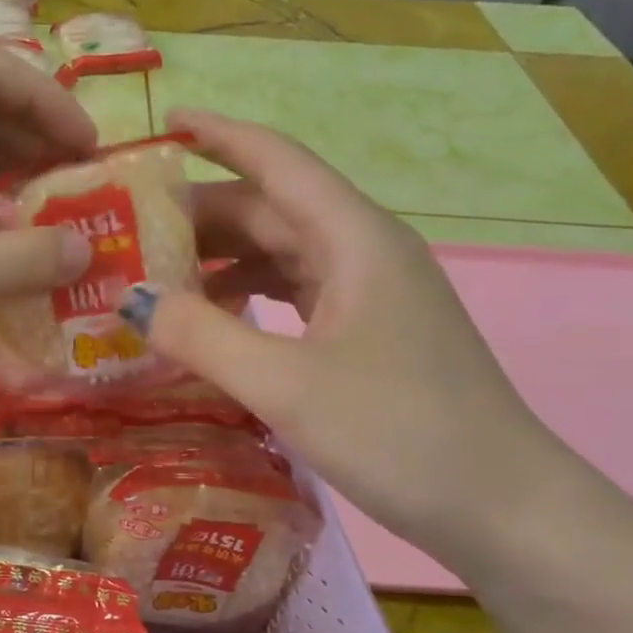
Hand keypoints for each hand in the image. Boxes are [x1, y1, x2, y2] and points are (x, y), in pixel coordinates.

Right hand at [131, 111, 569, 559]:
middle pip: (271, 210)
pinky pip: (293, 296)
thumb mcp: (287, 384)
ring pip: (280, 255)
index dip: (218, 136)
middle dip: (201, 214)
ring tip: (155, 277)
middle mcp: (364, 253)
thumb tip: (133, 302)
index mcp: (355, 240)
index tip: (162, 124)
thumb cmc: (400, 432)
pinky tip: (210, 323)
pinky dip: (245, 299)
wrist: (502, 507)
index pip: (277, 162)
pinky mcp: (367, 336)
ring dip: (219, 260)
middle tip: (129, 230)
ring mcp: (369, 296)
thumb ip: (203, 337)